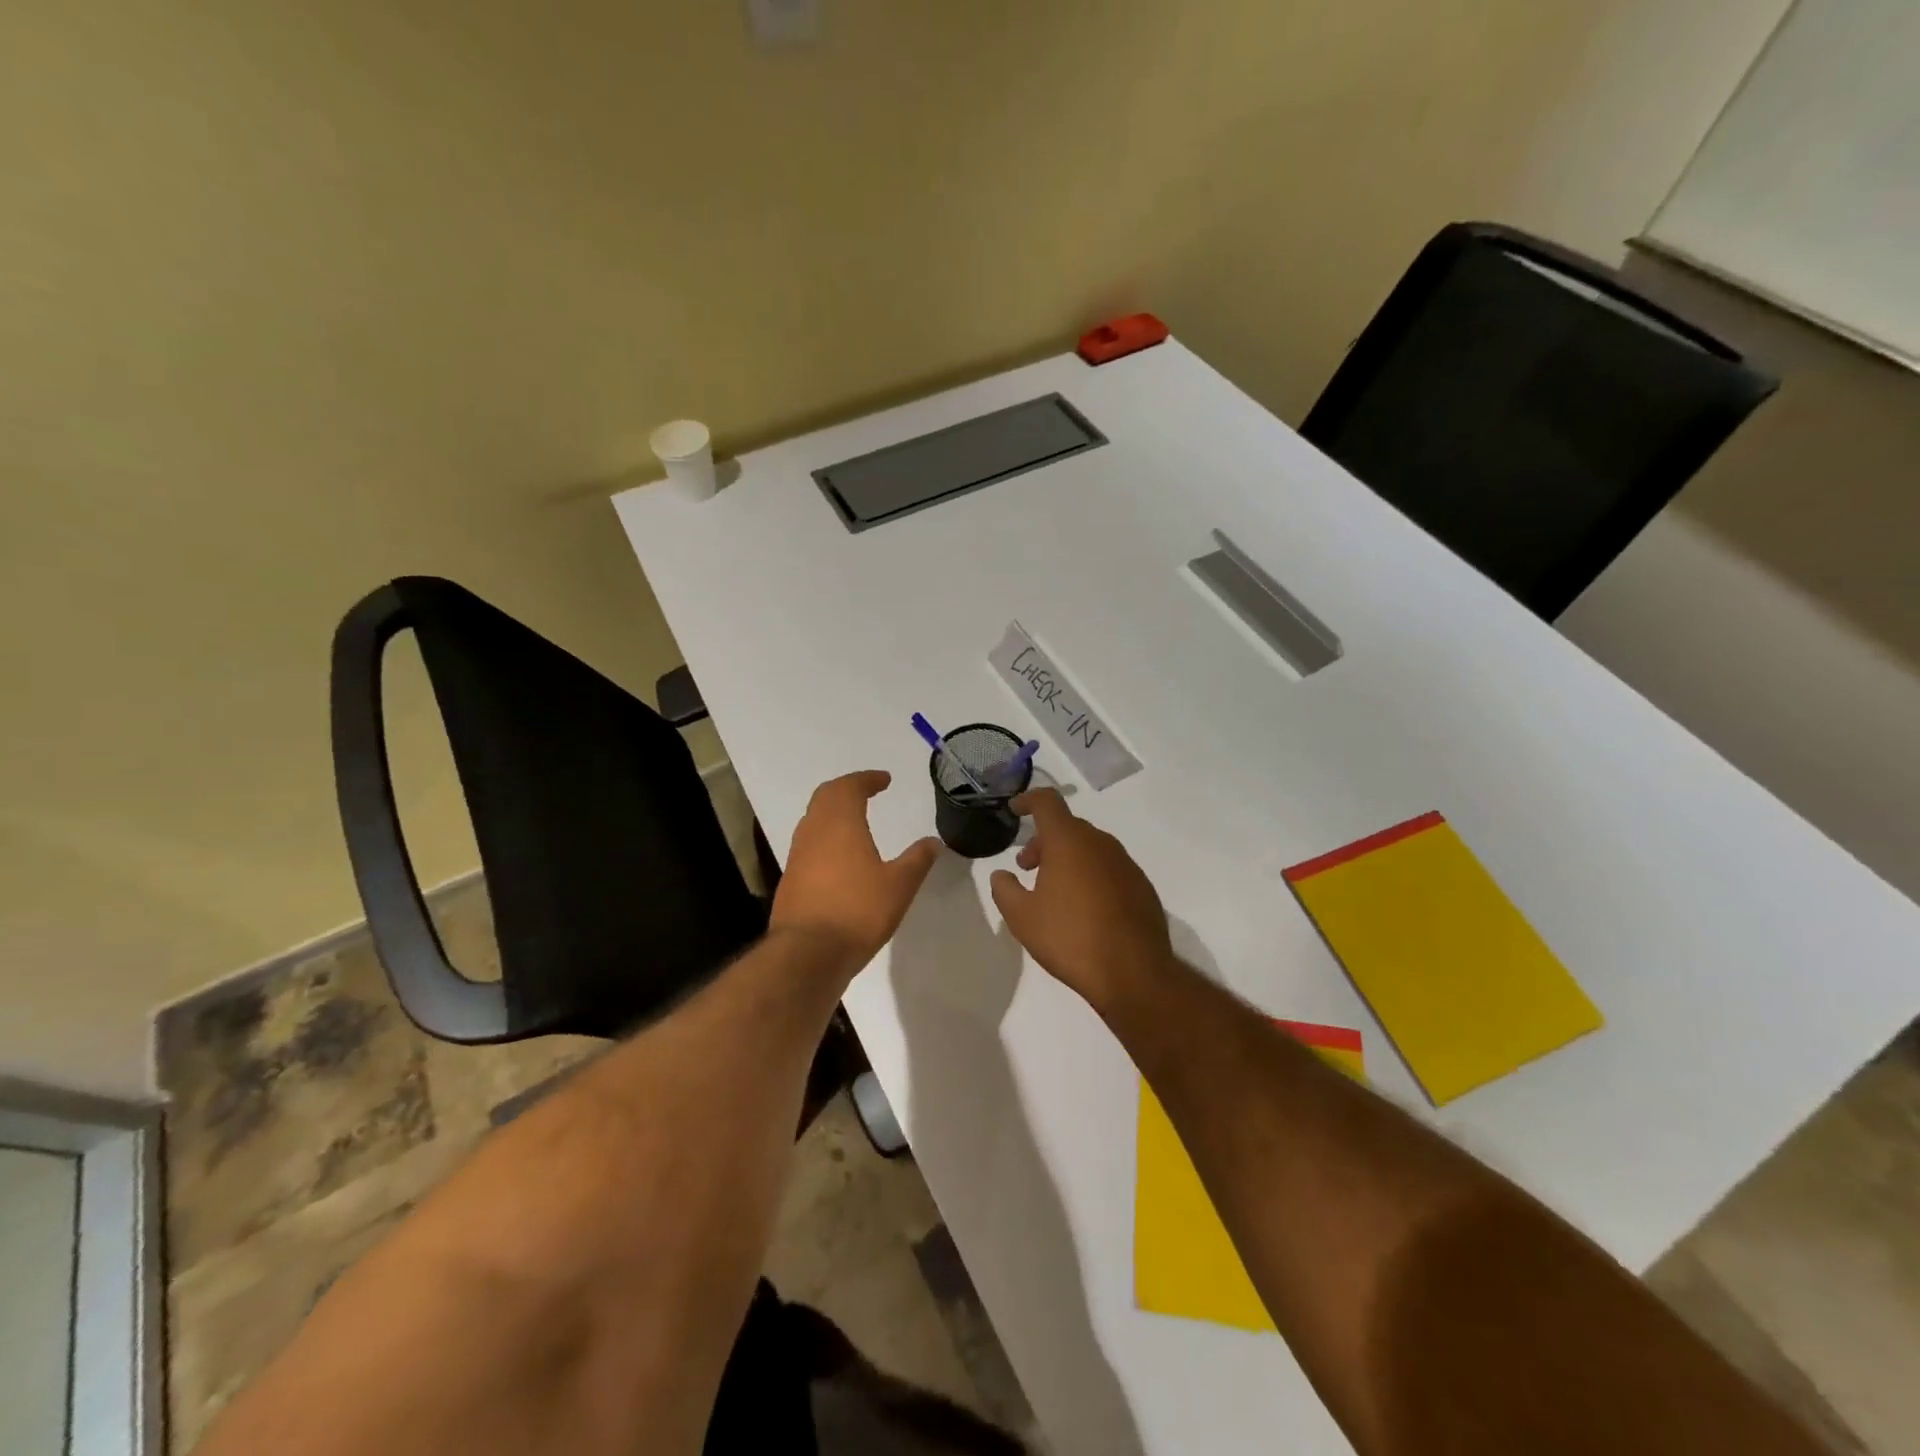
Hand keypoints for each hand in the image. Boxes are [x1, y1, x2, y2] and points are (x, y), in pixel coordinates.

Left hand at [770, 771, 941, 975]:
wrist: (807, 954)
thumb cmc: (857, 911)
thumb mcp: (899, 886)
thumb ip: (917, 860)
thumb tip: (934, 841)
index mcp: (840, 824)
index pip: (849, 787)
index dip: (867, 779)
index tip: (884, 780)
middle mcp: (813, 832)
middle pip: (825, 797)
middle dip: (846, 789)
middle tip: (867, 792)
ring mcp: (797, 856)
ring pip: (813, 820)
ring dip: (833, 813)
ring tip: (855, 821)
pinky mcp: (791, 880)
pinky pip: (808, 845)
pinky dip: (825, 838)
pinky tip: (840, 858)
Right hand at [989, 788, 1173, 1012]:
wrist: (1134, 973)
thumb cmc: (1070, 938)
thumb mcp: (1022, 918)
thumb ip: (1005, 890)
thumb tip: (1002, 875)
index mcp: (1069, 841)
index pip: (1047, 802)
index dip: (1028, 800)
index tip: (1015, 810)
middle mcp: (1100, 843)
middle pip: (1068, 827)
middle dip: (1044, 840)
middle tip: (1027, 867)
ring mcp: (1125, 863)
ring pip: (1090, 848)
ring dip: (1068, 858)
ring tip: (1053, 890)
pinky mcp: (1141, 886)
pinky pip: (1109, 868)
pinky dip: (1091, 875)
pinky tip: (1084, 908)